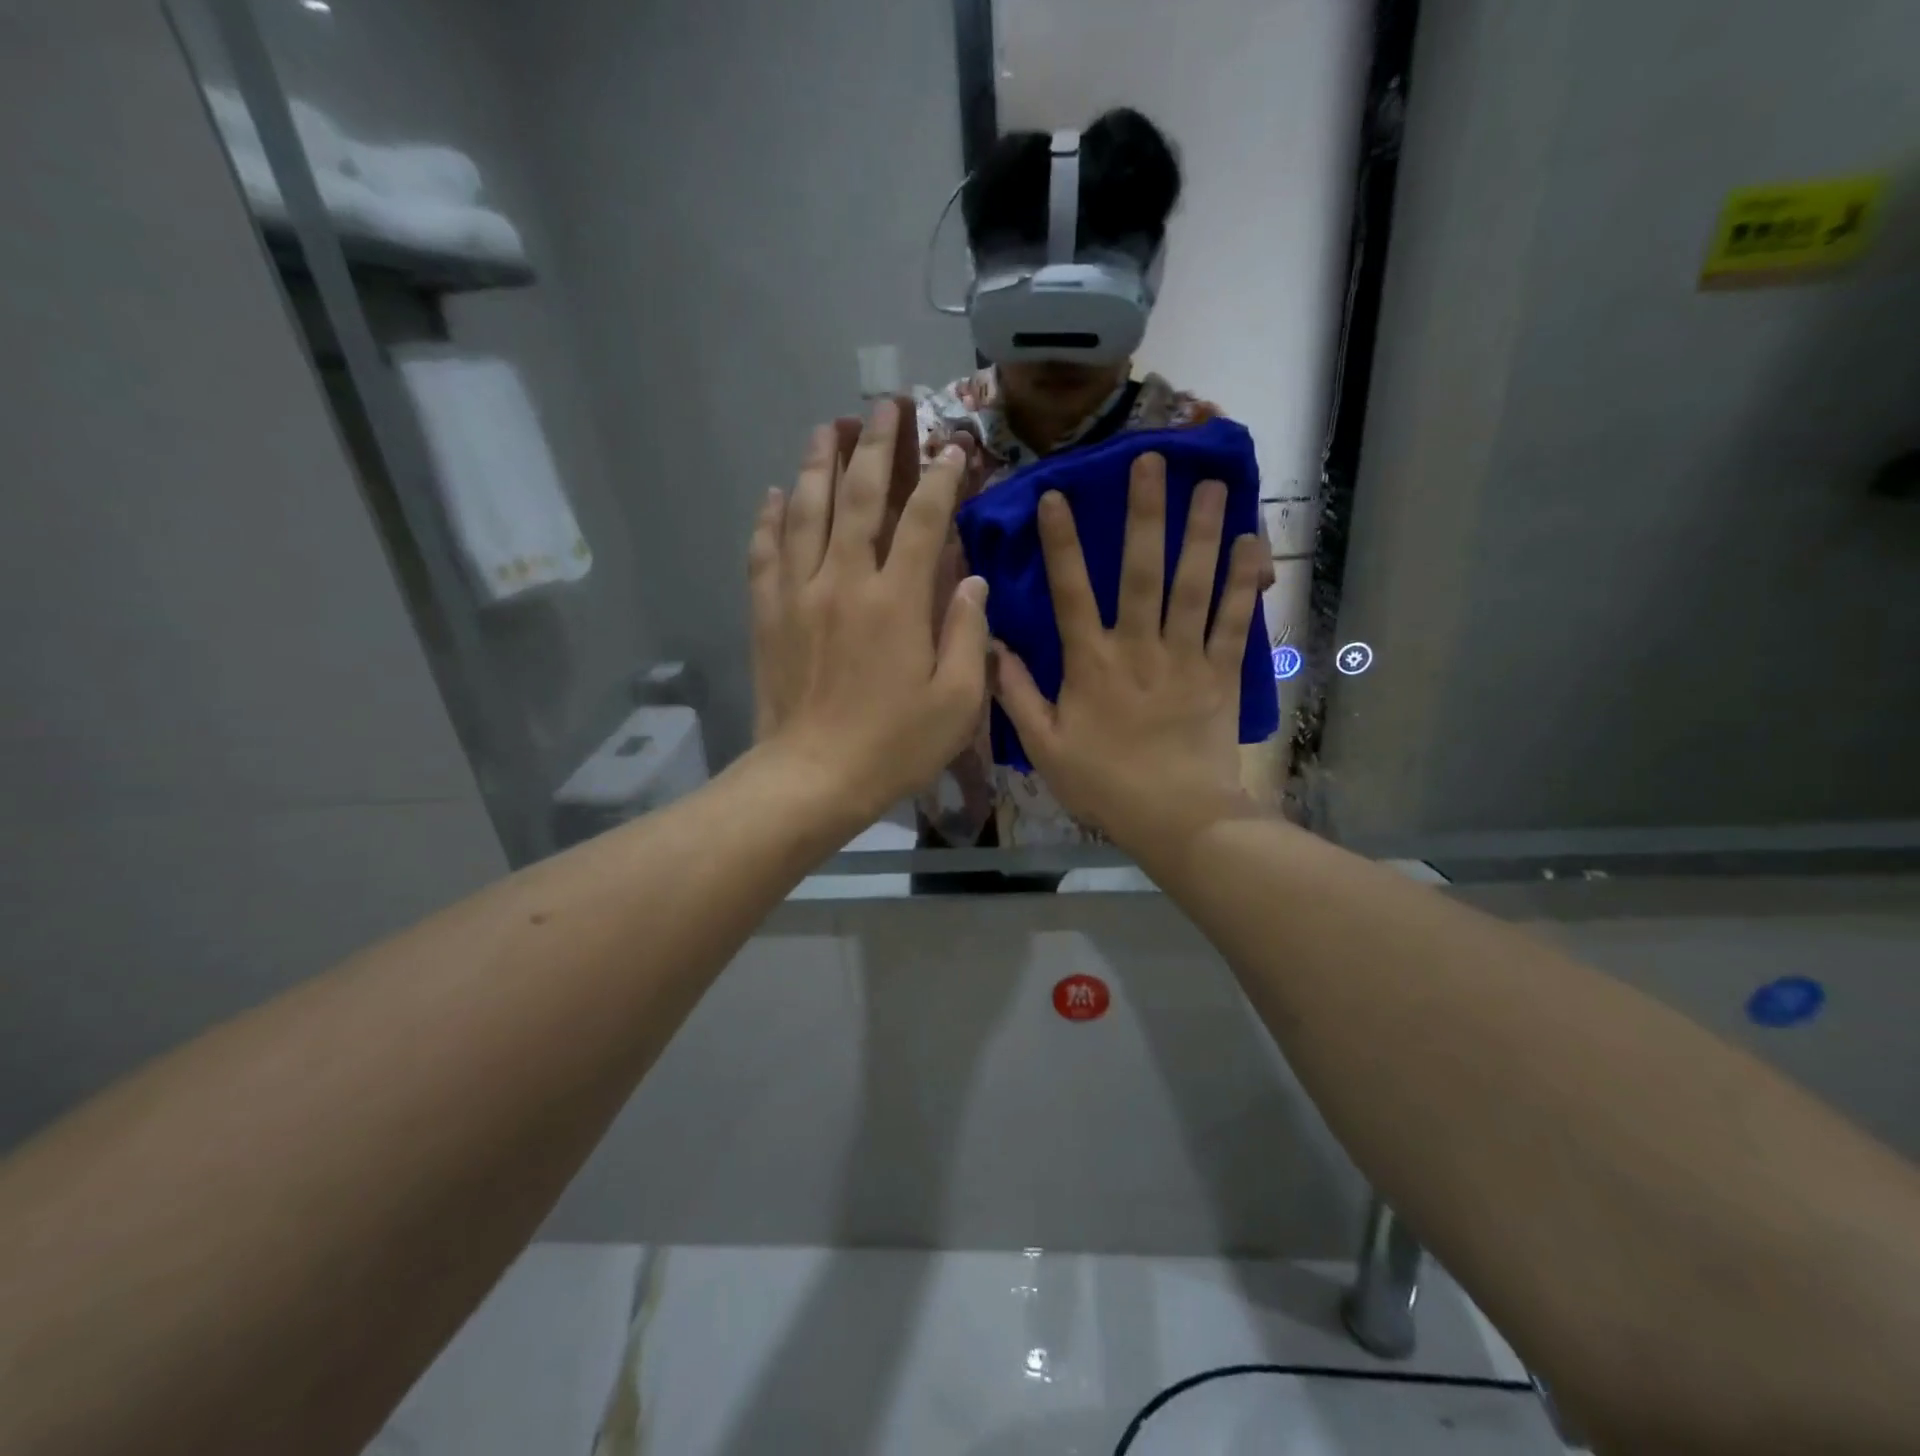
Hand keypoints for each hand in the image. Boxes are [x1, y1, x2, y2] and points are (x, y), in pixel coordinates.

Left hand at [747, 399, 989, 824]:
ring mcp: (798, 594)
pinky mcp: (767, 614)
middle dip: (875, 445)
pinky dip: (771, 518)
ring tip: (828, 427)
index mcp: (897, 602)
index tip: (952, 449)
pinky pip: (765, 552)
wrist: (811, 778)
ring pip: (806, 511)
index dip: (940, 479)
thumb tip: (972, 580)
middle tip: (883, 406)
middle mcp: (845, 582)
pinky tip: (777, 493)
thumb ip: (967, 634)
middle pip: (858, 497)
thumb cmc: (893, 747)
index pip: (923, 521)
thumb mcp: (956, 702)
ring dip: (819, 463)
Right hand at [990, 452, 1268, 857]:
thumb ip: (1017, 696)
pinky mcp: (1221, 673)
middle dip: (1144, 515)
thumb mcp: (1045, 748)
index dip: (1061, 544)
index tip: (1056, 497)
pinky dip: (1244, 583)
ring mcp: (1185, 657)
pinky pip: (1235, 621)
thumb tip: (993, 647)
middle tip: (1152, 461)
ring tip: (1210, 484)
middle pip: (1141, 572)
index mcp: (1091, 664)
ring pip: (1192, 585)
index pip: (1070, 593)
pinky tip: (1250, 545)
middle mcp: (1138, 648)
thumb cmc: (1104, 785)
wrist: (1177, 818)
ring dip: (1200, 532)